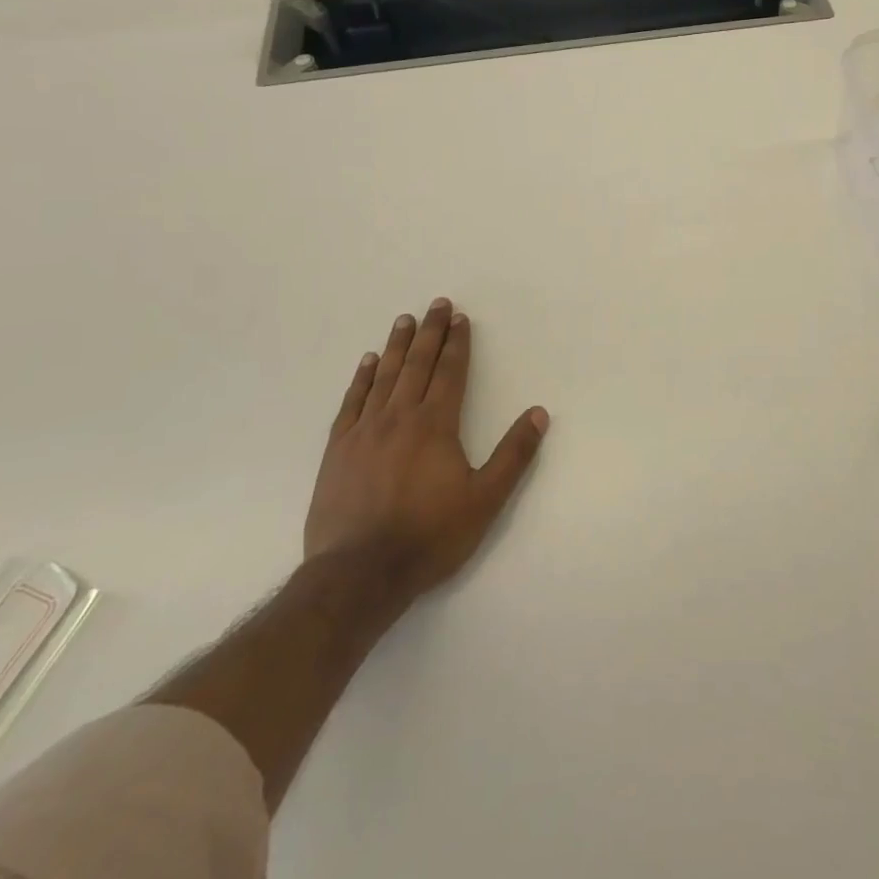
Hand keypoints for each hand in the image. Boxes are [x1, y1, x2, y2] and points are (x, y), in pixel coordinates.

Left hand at [304, 298, 548, 597]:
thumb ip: (513, 455)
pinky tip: (367, 362)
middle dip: (431, 333)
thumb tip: (539, 413)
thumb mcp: (485, 500)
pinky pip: (352, 401)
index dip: (458, 343)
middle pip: (418, 364)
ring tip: (405, 321)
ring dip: (397, 346)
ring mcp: (365, 430)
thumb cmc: (429, 536)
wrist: (358, 573)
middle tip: (436, 304)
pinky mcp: (338, 448)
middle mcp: (400, 416)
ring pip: (385, 376)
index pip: (450, 372)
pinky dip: (361, 378)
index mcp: (436, 424)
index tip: (460, 318)